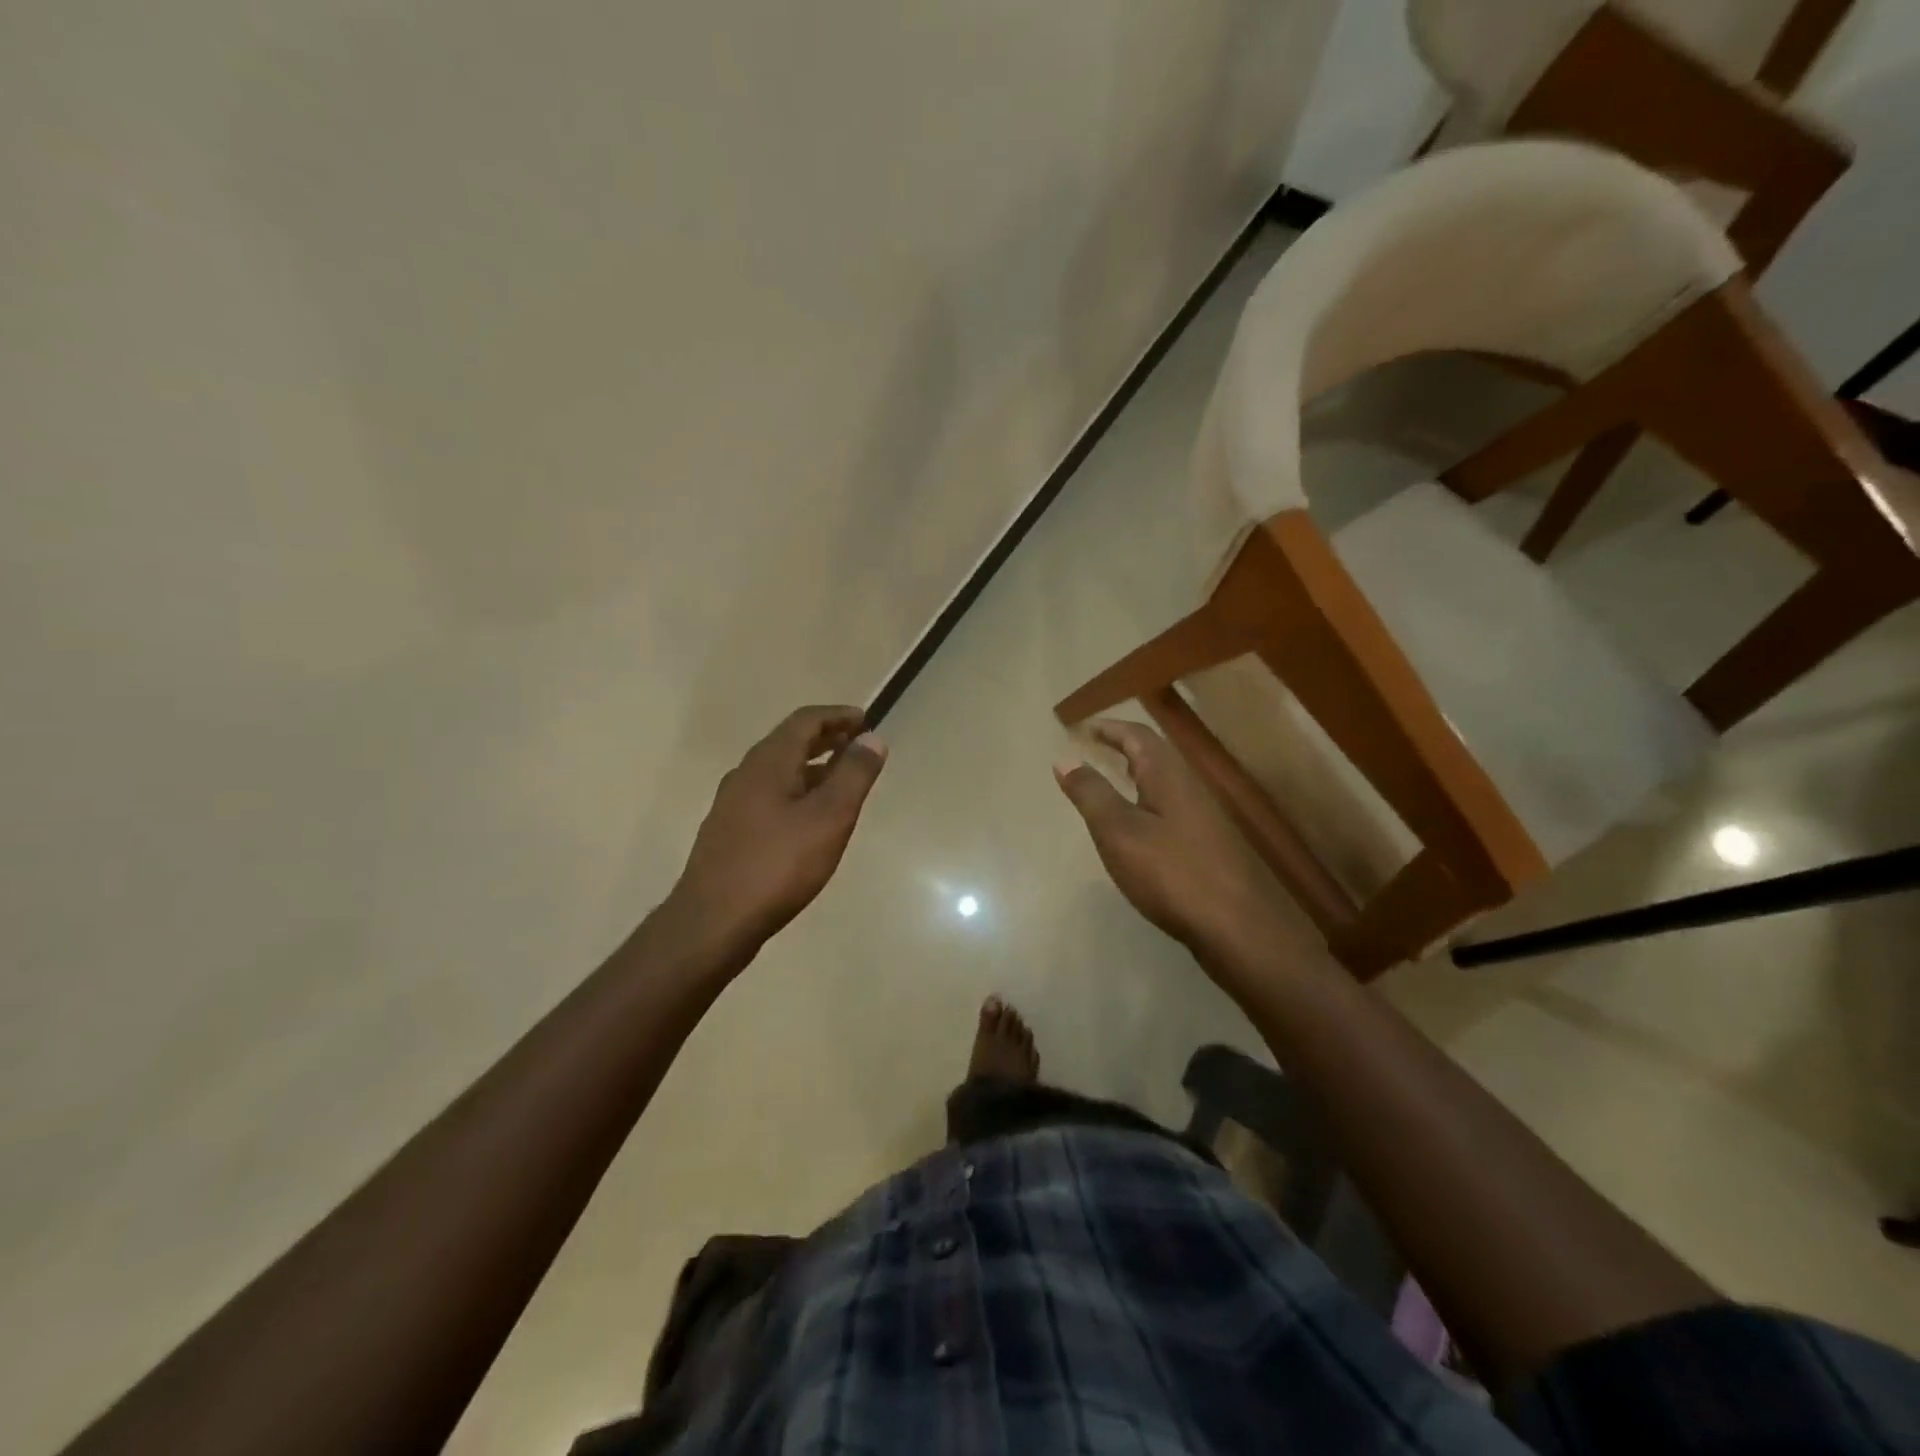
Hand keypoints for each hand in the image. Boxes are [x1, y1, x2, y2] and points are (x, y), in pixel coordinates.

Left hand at [669, 704, 887, 958]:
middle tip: (858, 744)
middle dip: (826, 738)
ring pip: (779, 771)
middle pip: (789, 743)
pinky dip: (797, 791)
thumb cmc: (778, 865)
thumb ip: (853, 775)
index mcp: (768, 762)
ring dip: (812, 766)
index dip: (837, 715)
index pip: (805, 721)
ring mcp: (733, 804)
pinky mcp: (730, 832)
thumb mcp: (829, 818)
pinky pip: (770, 795)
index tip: (866, 720)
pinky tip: (810, 819)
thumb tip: (873, 739)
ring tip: (842, 779)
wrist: (713, 922)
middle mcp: (746, 774)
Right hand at [1055, 719, 1287, 964]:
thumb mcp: (1118, 831)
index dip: (1109, 728)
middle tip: (1095, 746)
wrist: (1235, 925)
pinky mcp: (1207, 843)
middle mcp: (1189, 786)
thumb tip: (1065, 758)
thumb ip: (1091, 793)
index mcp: (1167, 774)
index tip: (1083, 727)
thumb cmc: (1170, 872)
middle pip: (1154, 753)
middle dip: (1123, 745)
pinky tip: (1138, 824)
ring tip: (1111, 778)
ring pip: (1164, 780)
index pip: (1136, 735)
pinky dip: (1146, 798)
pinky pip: (1170, 804)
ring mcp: (1203, 815)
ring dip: (1136, 771)